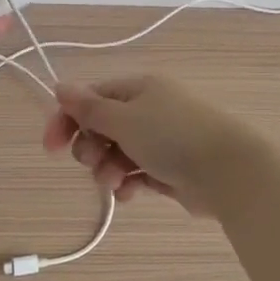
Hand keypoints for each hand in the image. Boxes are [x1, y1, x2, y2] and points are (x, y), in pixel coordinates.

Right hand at [42, 75, 256, 218]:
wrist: (228, 171)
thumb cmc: (172, 137)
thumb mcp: (124, 118)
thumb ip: (88, 107)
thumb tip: (59, 86)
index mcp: (138, 89)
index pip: (91, 98)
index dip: (67, 120)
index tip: (51, 148)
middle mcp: (149, 110)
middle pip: (102, 127)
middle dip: (91, 148)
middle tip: (95, 162)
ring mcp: (161, 140)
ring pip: (118, 153)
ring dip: (108, 169)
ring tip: (116, 183)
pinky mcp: (170, 168)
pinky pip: (137, 173)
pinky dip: (129, 183)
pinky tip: (130, 194)